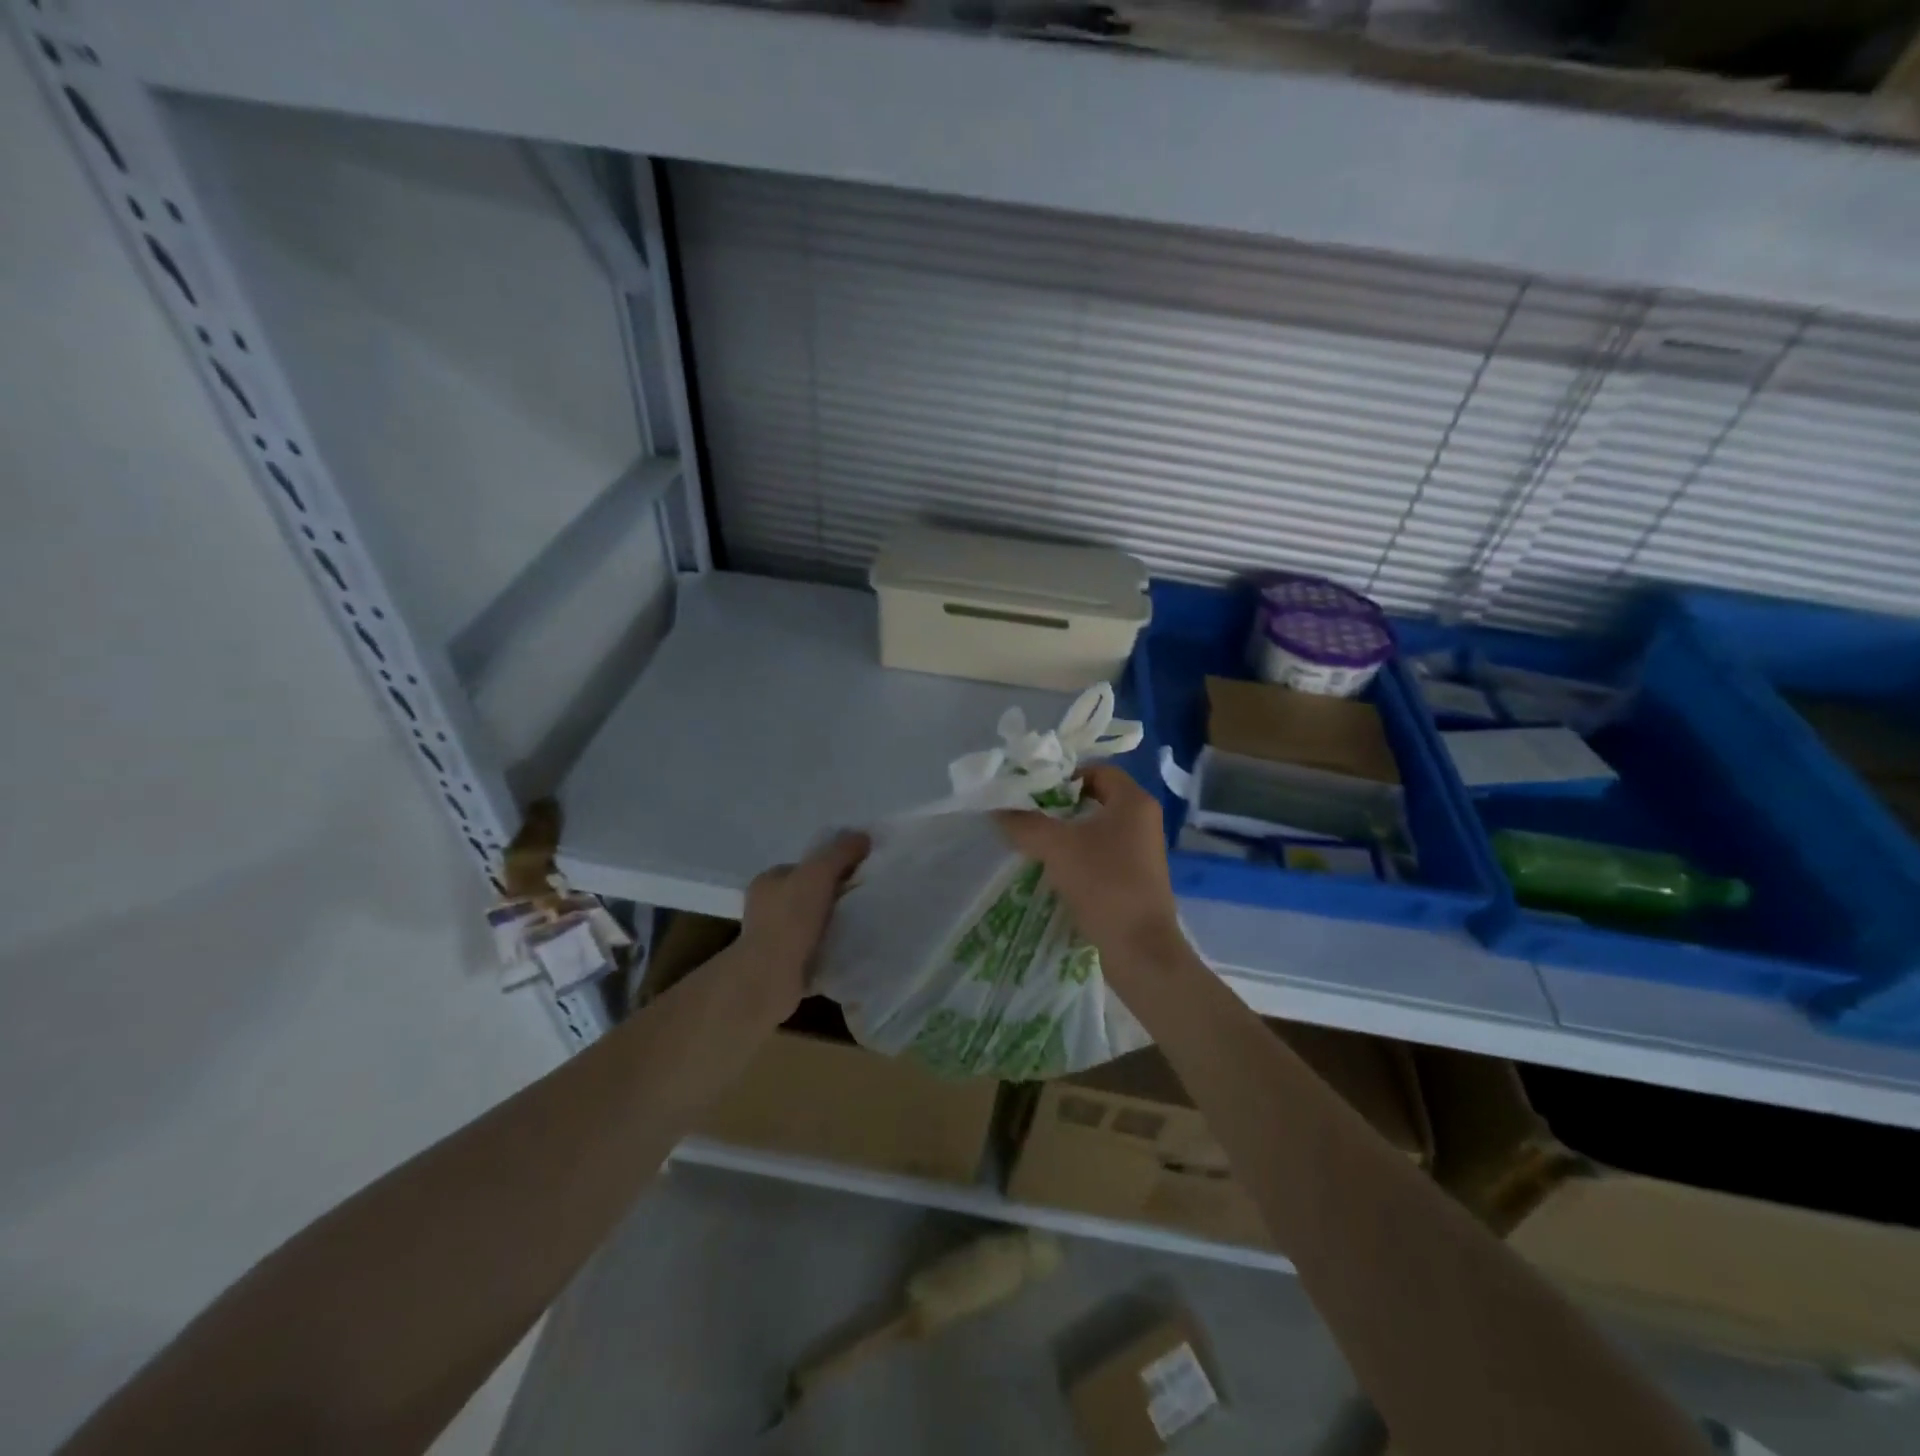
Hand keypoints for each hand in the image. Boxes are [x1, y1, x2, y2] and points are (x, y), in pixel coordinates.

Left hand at [737, 831, 870, 1016]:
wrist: (769, 979)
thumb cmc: (790, 919)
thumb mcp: (818, 873)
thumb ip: (841, 852)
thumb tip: (863, 836)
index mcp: (767, 881)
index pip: (804, 867)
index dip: (831, 867)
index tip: (857, 874)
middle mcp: (765, 907)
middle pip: (809, 894)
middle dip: (834, 896)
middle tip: (863, 900)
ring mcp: (772, 939)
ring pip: (812, 923)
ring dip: (833, 924)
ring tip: (860, 925)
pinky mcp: (783, 966)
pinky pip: (814, 949)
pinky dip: (829, 947)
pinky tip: (849, 949)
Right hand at [994, 766, 1182, 976]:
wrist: (1139, 948)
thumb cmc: (1103, 883)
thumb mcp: (1056, 848)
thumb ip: (1025, 823)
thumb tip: (997, 808)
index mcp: (1134, 802)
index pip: (1098, 770)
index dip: (1064, 775)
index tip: (1034, 790)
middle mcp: (1143, 820)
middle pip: (1097, 798)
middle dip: (1061, 805)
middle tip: (1028, 813)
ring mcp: (1143, 851)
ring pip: (1098, 828)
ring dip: (1068, 832)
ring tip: (1035, 841)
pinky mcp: (1137, 877)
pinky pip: (1103, 853)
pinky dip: (1080, 855)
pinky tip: (1055, 869)